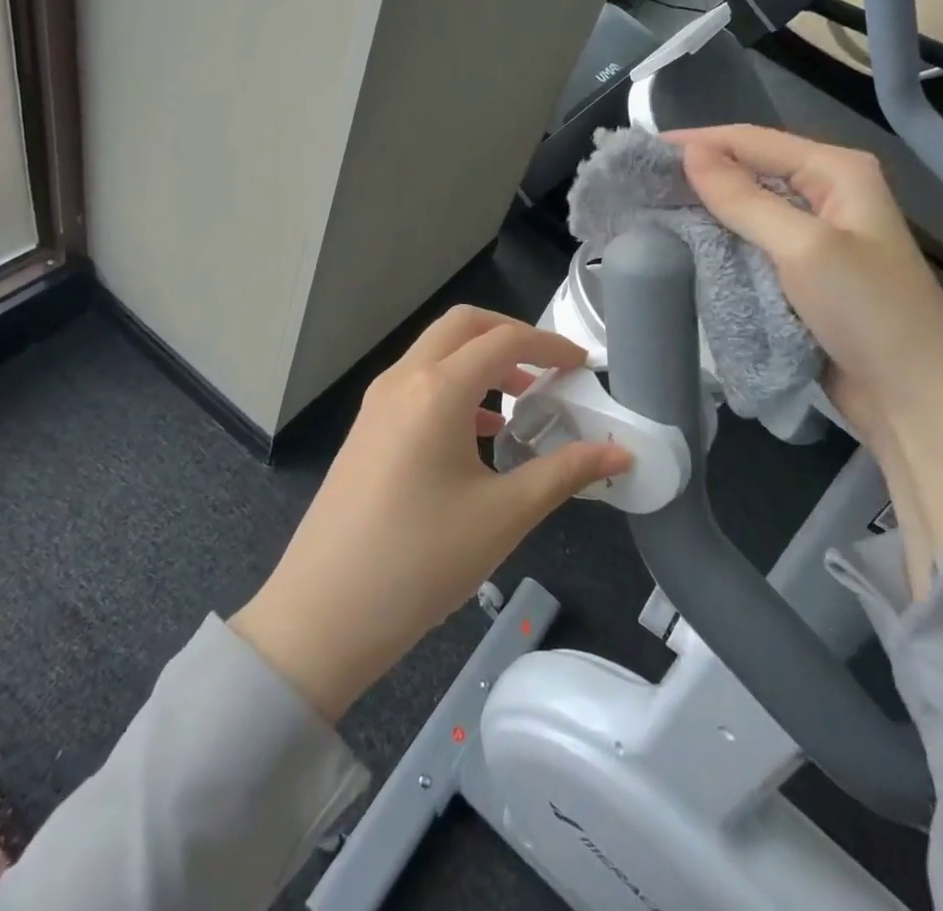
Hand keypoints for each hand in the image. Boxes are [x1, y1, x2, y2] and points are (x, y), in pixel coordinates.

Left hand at [231, 307, 630, 720]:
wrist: (321, 617)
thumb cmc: (421, 561)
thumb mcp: (504, 515)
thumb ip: (566, 473)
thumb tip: (621, 453)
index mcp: (437, 389)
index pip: (505, 341)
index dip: (550, 346)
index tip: (582, 366)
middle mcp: (403, 380)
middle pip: (463, 326)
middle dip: (510, 335)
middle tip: (548, 368)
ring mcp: (378, 402)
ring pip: (436, 353)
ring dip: (480, 361)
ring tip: (520, 401)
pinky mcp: (366, 428)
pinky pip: (417, 383)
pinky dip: (455, 387)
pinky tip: (478, 433)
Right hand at [669, 126, 942, 423]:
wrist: (913, 397)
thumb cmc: (866, 311)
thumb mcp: (803, 248)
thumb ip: (744, 198)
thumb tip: (689, 153)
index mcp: (836, 170)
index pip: (753, 140)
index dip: (697, 141)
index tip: (642, 151)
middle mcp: (828, 191)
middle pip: (751, 168)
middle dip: (698, 173)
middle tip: (640, 182)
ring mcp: (818, 232)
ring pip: (750, 206)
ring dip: (706, 206)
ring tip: (652, 207)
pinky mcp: (805, 269)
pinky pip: (754, 240)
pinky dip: (722, 238)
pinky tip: (688, 241)